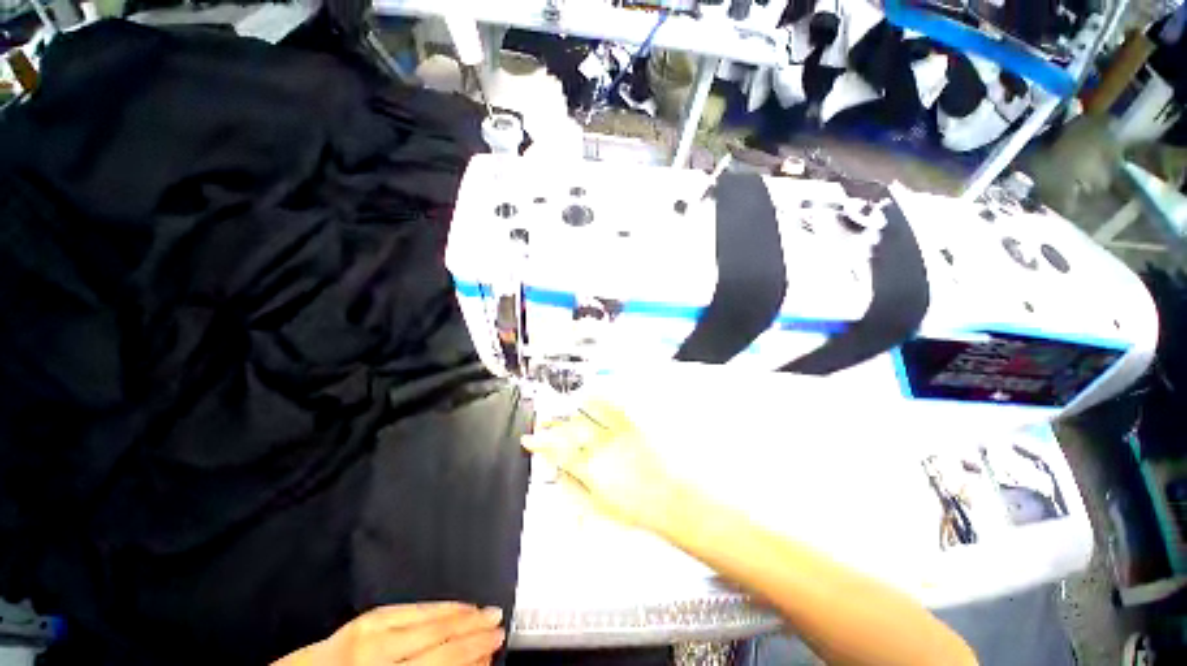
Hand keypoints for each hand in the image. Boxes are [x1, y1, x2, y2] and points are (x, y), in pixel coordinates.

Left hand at [273, 603, 504, 665]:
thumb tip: (473, 664)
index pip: (440, 660)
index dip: (473, 650)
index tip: (496, 642)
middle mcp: (371, 655)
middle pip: (433, 636)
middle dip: (470, 627)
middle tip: (497, 619)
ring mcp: (361, 634)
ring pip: (420, 617)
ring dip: (455, 611)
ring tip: (480, 608)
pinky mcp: (355, 623)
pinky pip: (402, 608)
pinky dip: (429, 606)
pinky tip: (444, 605)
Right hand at [522, 400, 678, 531]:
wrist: (672, 499)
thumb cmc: (638, 509)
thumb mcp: (600, 509)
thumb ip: (574, 491)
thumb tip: (559, 477)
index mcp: (590, 471)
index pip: (556, 453)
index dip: (539, 444)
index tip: (528, 439)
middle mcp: (600, 449)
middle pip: (568, 431)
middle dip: (550, 426)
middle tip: (541, 423)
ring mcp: (616, 434)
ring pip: (586, 417)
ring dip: (570, 411)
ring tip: (561, 409)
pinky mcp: (632, 425)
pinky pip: (612, 406)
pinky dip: (599, 399)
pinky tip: (590, 395)